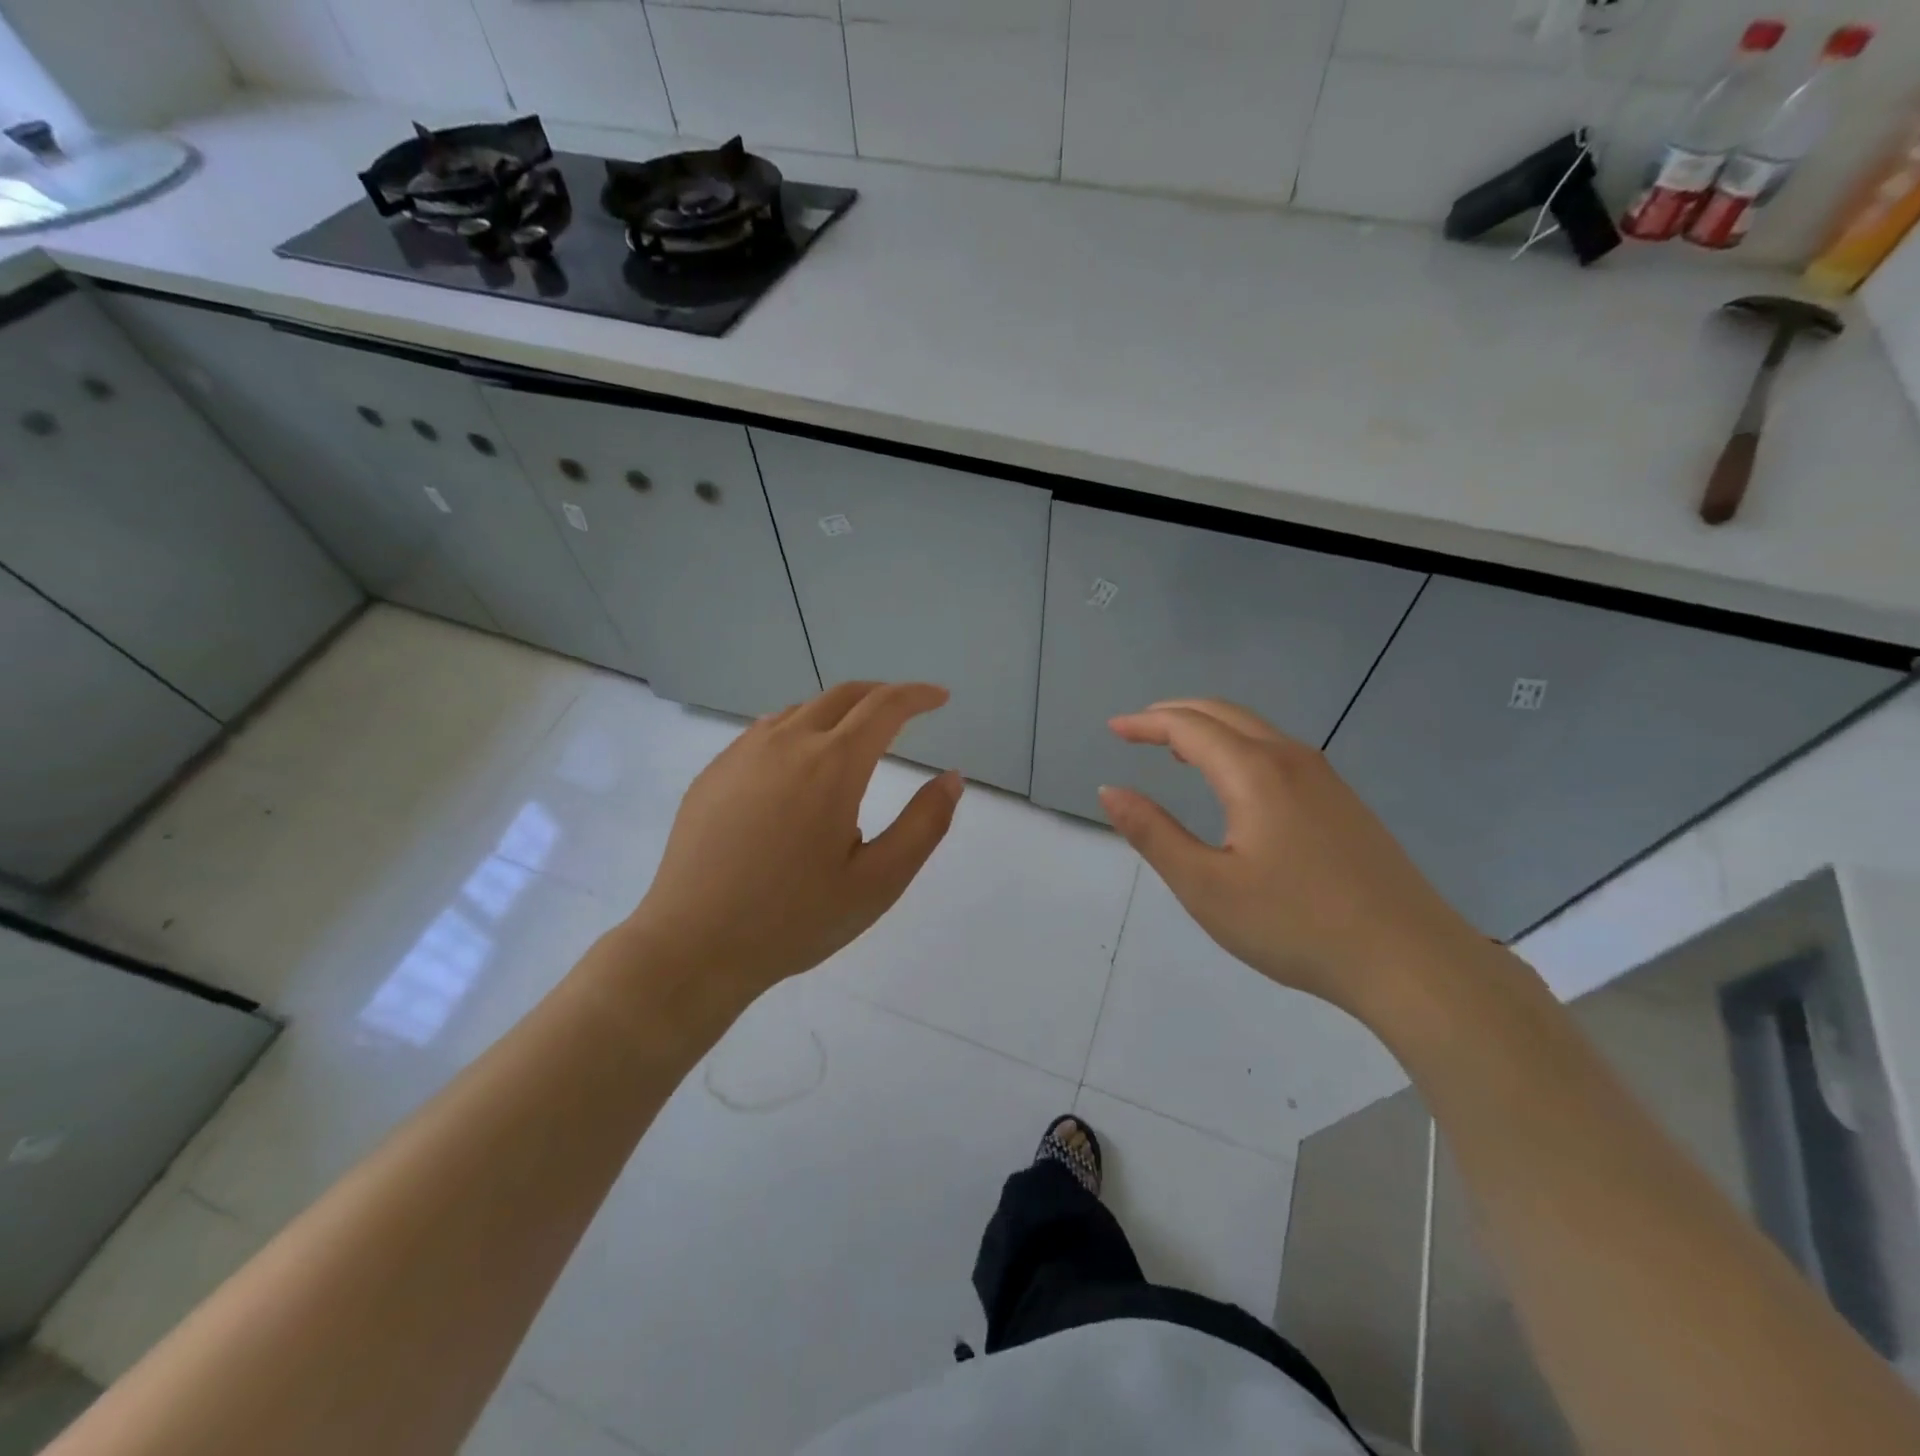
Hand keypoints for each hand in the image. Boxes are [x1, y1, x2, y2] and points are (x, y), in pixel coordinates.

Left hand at [629, 682, 962, 1002]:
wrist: (692, 946)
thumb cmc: (794, 919)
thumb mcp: (878, 882)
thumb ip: (924, 825)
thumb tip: (952, 777)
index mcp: (832, 765)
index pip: (884, 707)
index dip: (917, 696)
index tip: (939, 697)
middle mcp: (786, 743)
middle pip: (843, 696)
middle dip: (881, 695)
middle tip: (905, 711)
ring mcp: (742, 754)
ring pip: (801, 710)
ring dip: (838, 712)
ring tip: (855, 740)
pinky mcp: (714, 773)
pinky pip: (765, 732)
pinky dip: (798, 730)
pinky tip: (798, 766)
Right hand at [1098, 699, 1477, 1015]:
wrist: (1410, 960)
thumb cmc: (1296, 924)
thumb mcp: (1207, 886)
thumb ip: (1153, 834)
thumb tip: (1110, 791)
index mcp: (1254, 772)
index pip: (1188, 727)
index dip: (1146, 723)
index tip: (1113, 728)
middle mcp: (1291, 759)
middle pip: (1224, 714)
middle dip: (1176, 714)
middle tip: (1138, 728)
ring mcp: (1325, 779)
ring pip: (1256, 730)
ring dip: (1210, 728)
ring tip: (1176, 749)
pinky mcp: (1344, 802)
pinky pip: (1278, 752)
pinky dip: (1240, 746)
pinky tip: (1235, 780)